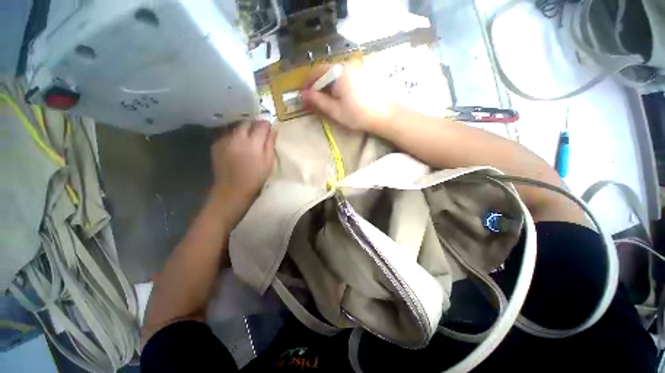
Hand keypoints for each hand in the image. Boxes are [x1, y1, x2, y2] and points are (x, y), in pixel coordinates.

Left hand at [210, 120, 276, 225]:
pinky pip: (227, 135)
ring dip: (243, 130)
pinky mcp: (216, 145)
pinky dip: (234, 137)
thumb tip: (273, 128)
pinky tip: (237, 146)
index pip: (261, 124)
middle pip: (247, 122)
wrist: (232, 189)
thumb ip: (270, 143)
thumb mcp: (268, 161)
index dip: (266, 124)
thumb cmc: (255, 177)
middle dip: (254, 125)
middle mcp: (237, 137)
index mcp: (253, 142)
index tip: (269, 129)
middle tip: (259, 133)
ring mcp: (225, 140)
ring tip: (248, 140)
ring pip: (236, 127)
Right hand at [301, 63, 394, 131]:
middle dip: (317, 85)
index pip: (317, 72)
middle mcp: (347, 66)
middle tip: (313, 99)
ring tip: (324, 100)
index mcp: (339, 73)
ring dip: (327, 85)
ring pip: (335, 75)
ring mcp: (356, 69)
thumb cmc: (358, 115)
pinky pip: (344, 77)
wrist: (384, 115)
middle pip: (326, 72)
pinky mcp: (363, 75)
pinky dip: (337, 85)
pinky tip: (338, 96)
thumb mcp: (335, 110)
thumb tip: (303, 95)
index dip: (308, 83)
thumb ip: (318, 101)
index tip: (303, 95)